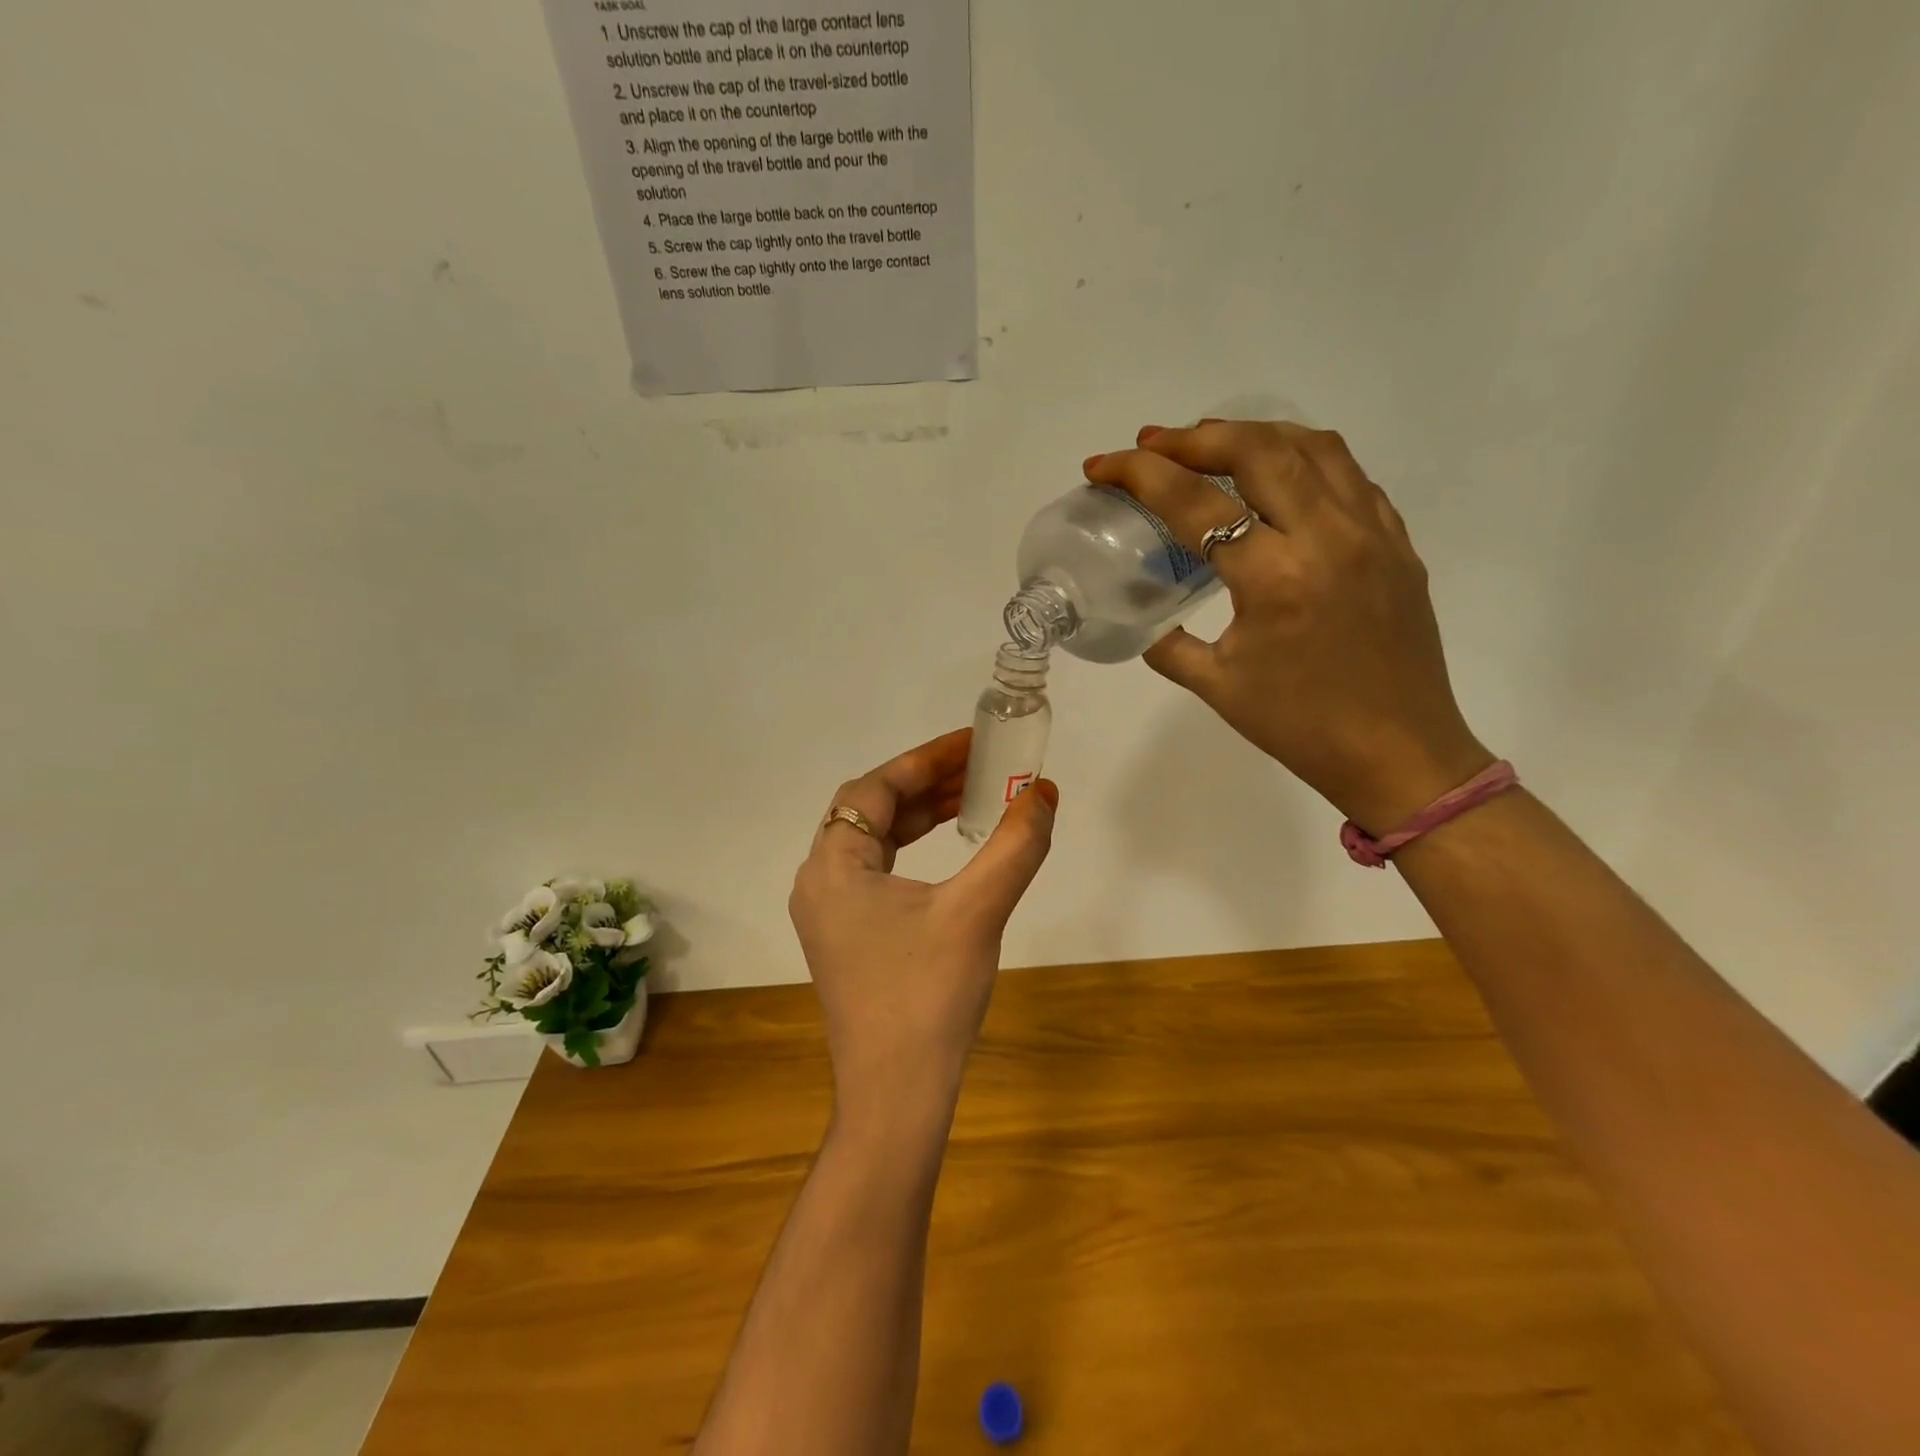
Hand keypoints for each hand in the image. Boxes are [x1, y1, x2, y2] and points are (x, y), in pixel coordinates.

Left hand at [790, 729, 1058, 1136]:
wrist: (896, 1096)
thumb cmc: (927, 996)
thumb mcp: (977, 911)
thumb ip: (1014, 846)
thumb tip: (1045, 793)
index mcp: (832, 867)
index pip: (874, 789)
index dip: (924, 760)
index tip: (972, 744)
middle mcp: (820, 882)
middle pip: (870, 811)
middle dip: (925, 784)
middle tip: (979, 767)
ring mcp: (830, 914)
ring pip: (874, 842)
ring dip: (920, 815)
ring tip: (973, 799)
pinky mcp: (846, 938)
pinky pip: (877, 873)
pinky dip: (912, 850)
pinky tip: (948, 849)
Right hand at [1084, 420, 1489, 833]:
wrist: (1400, 754)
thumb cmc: (1302, 727)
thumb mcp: (1217, 688)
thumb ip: (1168, 645)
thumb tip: (1146, 621)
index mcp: (1273, 578)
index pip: (1194, 502)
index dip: (1139, 474)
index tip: (1102, 465)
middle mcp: (1327, 537)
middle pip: (1257, 448)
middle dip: (1194, 437)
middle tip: (1154, 444)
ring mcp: (1371, 532)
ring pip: (1312, 446)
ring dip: (1252, 434)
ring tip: (1212, 445)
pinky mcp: (1397, 541)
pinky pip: (1349, 475)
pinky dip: (1304, 459)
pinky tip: (1279, 479)